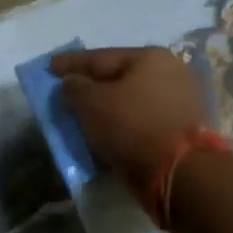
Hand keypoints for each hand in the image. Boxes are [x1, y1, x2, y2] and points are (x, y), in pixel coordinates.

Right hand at [51, 47, 209, 189]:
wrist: (183, 175)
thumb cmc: (133, 127)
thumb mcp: (92, 104)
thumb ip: (74, 88)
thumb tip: (71, 83)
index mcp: (149, 57)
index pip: (100, 57)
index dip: (70, 63)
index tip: (48, 66)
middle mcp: (170, 73)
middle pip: (118, 78)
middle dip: (90, 86)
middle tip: (66, 92)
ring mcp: (180, 102)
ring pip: (131, 102)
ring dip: (107, 109)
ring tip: (83, 117)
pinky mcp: (183, 131)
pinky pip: (142, 122)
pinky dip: (122, 126)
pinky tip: (106, 135)